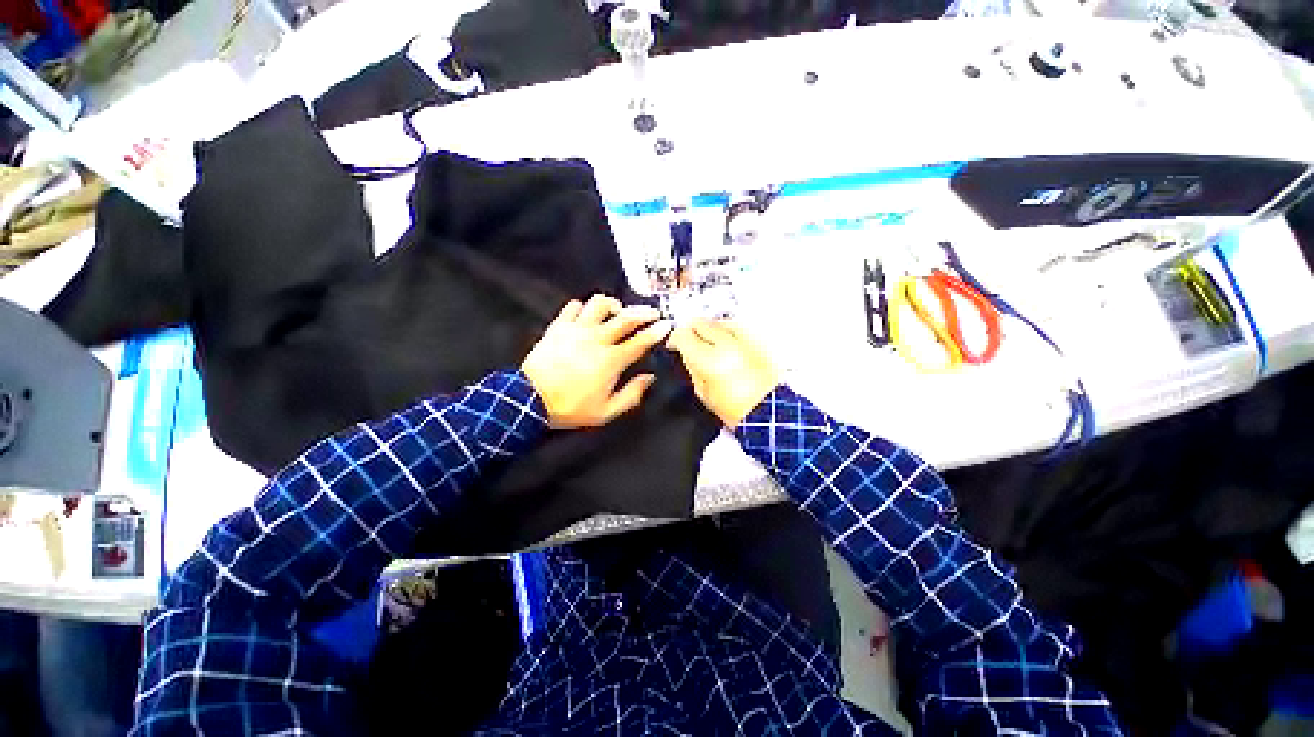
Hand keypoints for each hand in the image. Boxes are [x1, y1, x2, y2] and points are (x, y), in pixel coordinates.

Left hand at [522, 294, 672, 428]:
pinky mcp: (558, 326)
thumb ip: (631, 395)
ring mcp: (576, 329)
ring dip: (613, 305)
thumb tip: (649, 378)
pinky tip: (587, 317)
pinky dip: (584, 308)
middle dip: (644, 312)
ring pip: (599, 303)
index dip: (657, 331)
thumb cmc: (571, 407)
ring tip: (617, 312)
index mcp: (611, 360)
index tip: (667, 324)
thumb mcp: (606, 412)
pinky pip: (574, 306)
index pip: (640, 341)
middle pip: (626, 317)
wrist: (530, 400)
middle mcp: (597, 339)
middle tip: (652, 313)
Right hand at [666, 319, 779, 427]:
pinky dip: (727, 330)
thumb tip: (685, 353)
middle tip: (688, 340)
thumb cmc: (741, 411)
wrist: (771, 411)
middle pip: (700, 322)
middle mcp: (728, 345)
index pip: (684, 335)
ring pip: (718, 321)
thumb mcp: (704, 394)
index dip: (674, 339)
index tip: (673, 344)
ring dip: (709, 328)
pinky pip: (737, 326)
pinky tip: (725, 341)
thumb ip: (692, 368)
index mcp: (711, 361)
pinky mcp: (759, 340)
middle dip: (690, 329)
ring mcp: (746, 340)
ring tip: (707, 342)